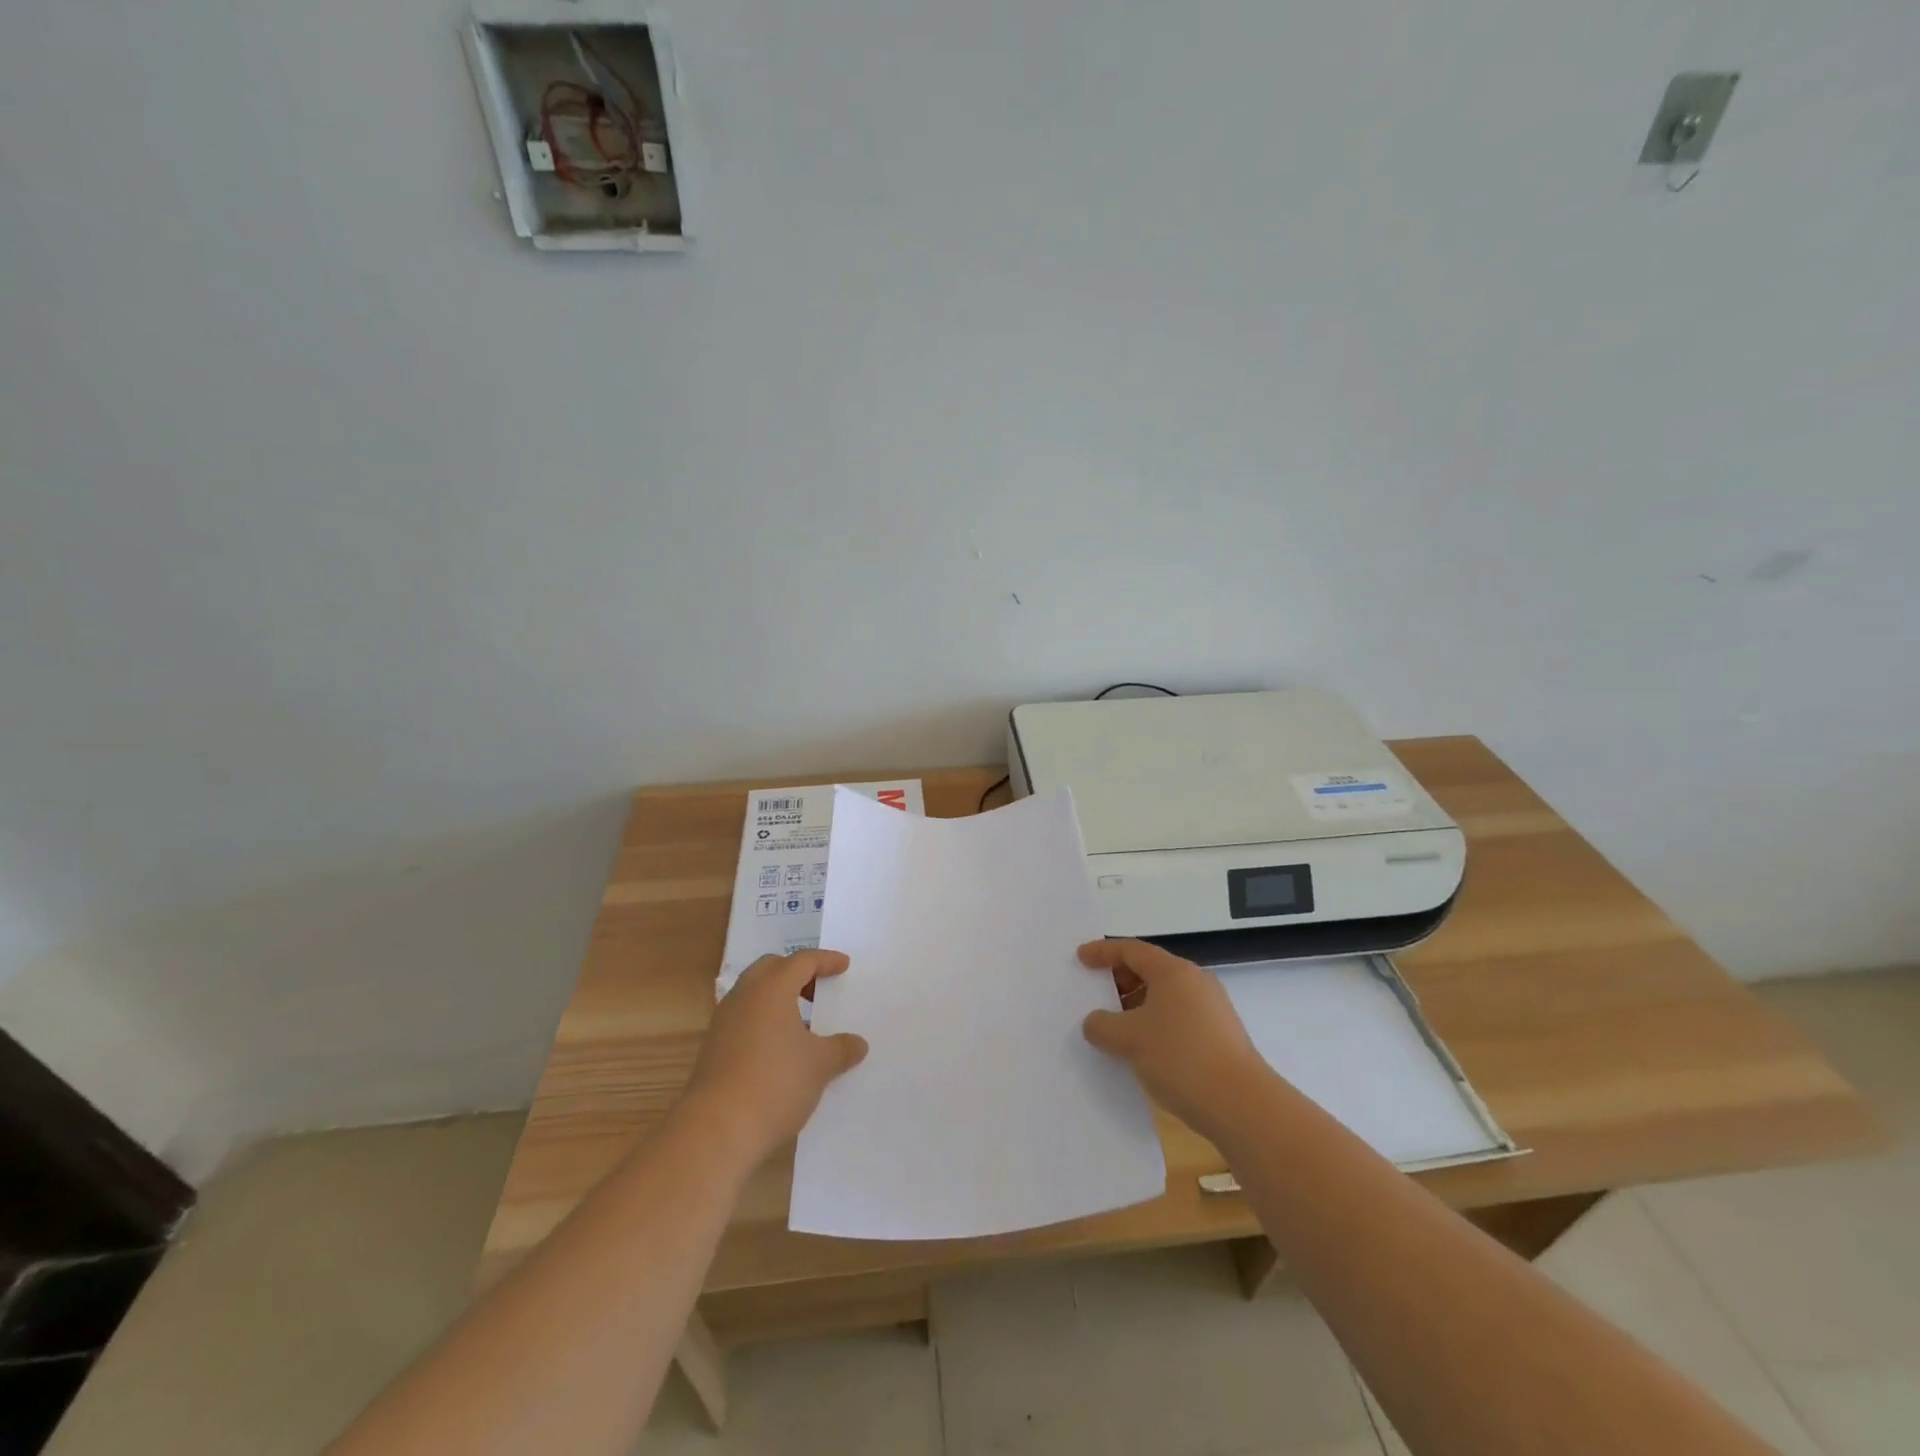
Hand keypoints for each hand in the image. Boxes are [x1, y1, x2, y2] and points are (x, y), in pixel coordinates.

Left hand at [683, 950, 868, 1162]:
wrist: (715, 1131)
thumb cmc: (775, 1084)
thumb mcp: (820, 1066)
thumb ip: (841, 1049)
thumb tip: (857, 1044)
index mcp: (771, 989)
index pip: (801, 961)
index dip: (825, 960)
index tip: (843, 965)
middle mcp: (743, 998)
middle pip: (771, 969)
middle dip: (796, 973)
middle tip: (818, 989)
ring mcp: (723, 1024)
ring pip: (753, 995)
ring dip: (777, 999)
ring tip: (801, 1022)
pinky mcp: (712, 1051)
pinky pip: (743, 1020)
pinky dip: (764, 1022)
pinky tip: (779, 1050)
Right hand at [1079, 939, 1269, 1143]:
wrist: (1242, 1106)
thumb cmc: (1180, 1058)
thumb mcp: (1129, 1040)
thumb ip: (1102, 1025)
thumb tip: (1095, 1022)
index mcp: (1173, 971)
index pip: (1131, 950)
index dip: (1102, 951)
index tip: (1081, 958)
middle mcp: (1195, 982)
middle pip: (1150, 970)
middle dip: (1119, 981)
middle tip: (1094, 995)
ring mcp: (1212, 1009)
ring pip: (1164, 997)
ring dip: (1136, 1007)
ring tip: (1114, 1028)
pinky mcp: (1220, 1036)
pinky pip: (1178, 1018)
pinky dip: (1155, 1024)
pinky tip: (1142, 1050)